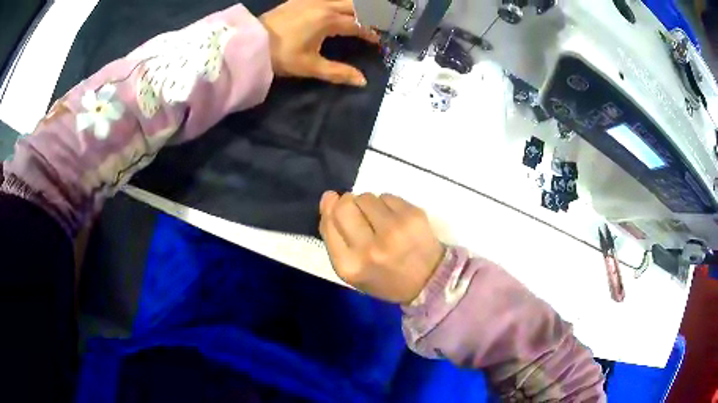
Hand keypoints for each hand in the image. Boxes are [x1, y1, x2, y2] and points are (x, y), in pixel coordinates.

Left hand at [259, 0, 378, 85]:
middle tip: (377, 24)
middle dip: (370, 14)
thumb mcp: (310, 66)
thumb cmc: (281, 55)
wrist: (251, 42)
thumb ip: (338, 72)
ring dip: (355, 6)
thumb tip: (362, 81)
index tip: (378, 41)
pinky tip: (337, 8)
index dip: (371, 33)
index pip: (358, 25)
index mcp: (329, 20)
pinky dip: (338, 2)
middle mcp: (324, 5)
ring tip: (361, 16)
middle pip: (355, 5)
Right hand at [319, 191, 444, 303]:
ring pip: (366, 197)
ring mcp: (393, 231)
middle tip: (363, 217)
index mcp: (349, 265)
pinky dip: (388, 204)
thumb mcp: (351, 270)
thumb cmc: (384, 278)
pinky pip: (387, 196)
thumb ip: (333, 236)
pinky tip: (397, 221)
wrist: (428, 282)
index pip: (329, 221)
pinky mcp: (413, 216)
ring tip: (381, 222)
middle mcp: (369, 249)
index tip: (341, 213)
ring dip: (369, 205)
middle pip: (345, 204)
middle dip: (349, 204)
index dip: (332, 211)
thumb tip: (328, 197)